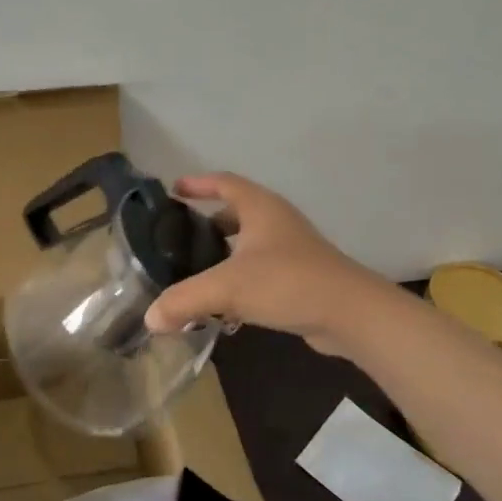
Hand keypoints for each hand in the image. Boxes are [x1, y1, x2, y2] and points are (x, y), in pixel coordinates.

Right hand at [143, 173, 389, 356]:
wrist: (352, 314)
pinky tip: (224, 305)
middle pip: (236, 212)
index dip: (198, 183)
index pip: (224, 182)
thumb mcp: (228, 287)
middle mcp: (277, 222)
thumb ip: (185, 300)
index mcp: (260, 208)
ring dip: (223, 254)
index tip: (174, 190)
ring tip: (195, 270)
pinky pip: (261, 271)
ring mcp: (292, 250)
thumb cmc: (288, 282)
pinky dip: (240, 279)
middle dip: (207, 222)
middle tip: (178, 236)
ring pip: (249, 245)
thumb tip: (150, 318)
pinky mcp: (300, 278)